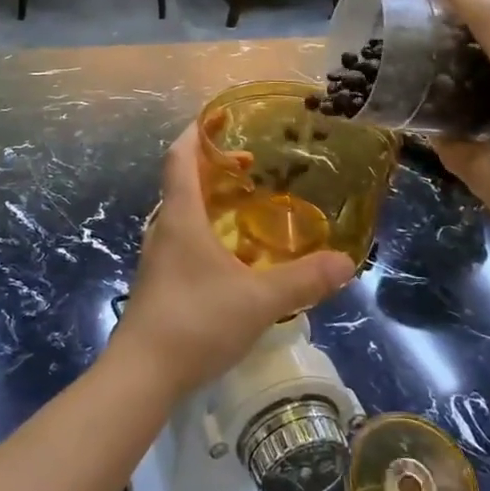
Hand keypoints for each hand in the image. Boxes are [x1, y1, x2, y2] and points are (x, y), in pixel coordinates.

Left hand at [109, 125, 353, 401]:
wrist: (142, 375)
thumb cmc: (196, 322)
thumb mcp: (258, 300)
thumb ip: (303, 279)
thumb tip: (347, 262)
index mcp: (181, 218)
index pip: (180, 158)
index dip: (197, 132)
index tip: (218, 116)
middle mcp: (164, 229)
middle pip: (182, 182)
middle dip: (212, 166)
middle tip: (249, 163)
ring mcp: (158, 258)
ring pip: (182, 213)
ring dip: (209, 200)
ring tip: (246, 202)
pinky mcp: (160, 283)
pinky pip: (183, 240)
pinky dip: (206, 230)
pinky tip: (232, 253)